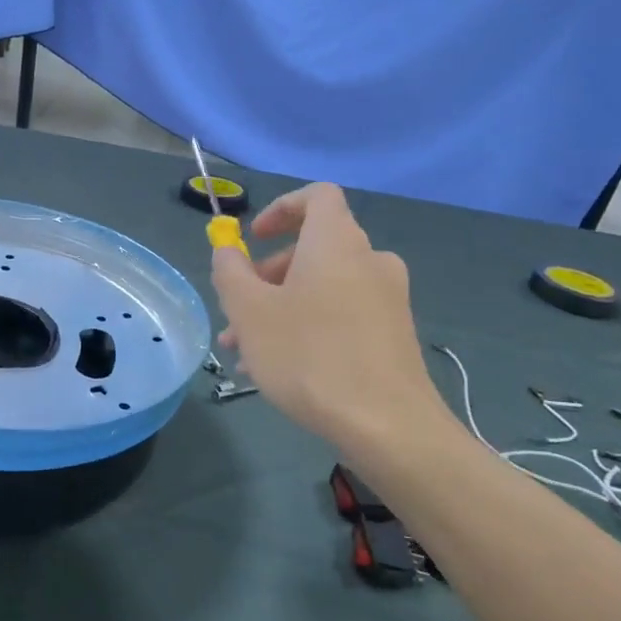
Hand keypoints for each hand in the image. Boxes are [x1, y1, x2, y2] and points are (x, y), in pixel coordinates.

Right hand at [211, 184, 450, 448]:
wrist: (387, 424)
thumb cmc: (308, 355)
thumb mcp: (249, 312)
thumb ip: (230, 271)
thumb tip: (226, 249)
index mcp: (336, 241)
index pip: (317, 196)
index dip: (281, 209)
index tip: (253, 240)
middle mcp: (369, 260)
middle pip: (312, 249)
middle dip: (266, 277)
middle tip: (235, 314)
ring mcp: (387, 298)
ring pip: (322, 288)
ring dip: (280, 309)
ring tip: (246, 352)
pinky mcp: (394, 334)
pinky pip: (342, 314)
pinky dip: (309, 326)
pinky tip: (281, 370)